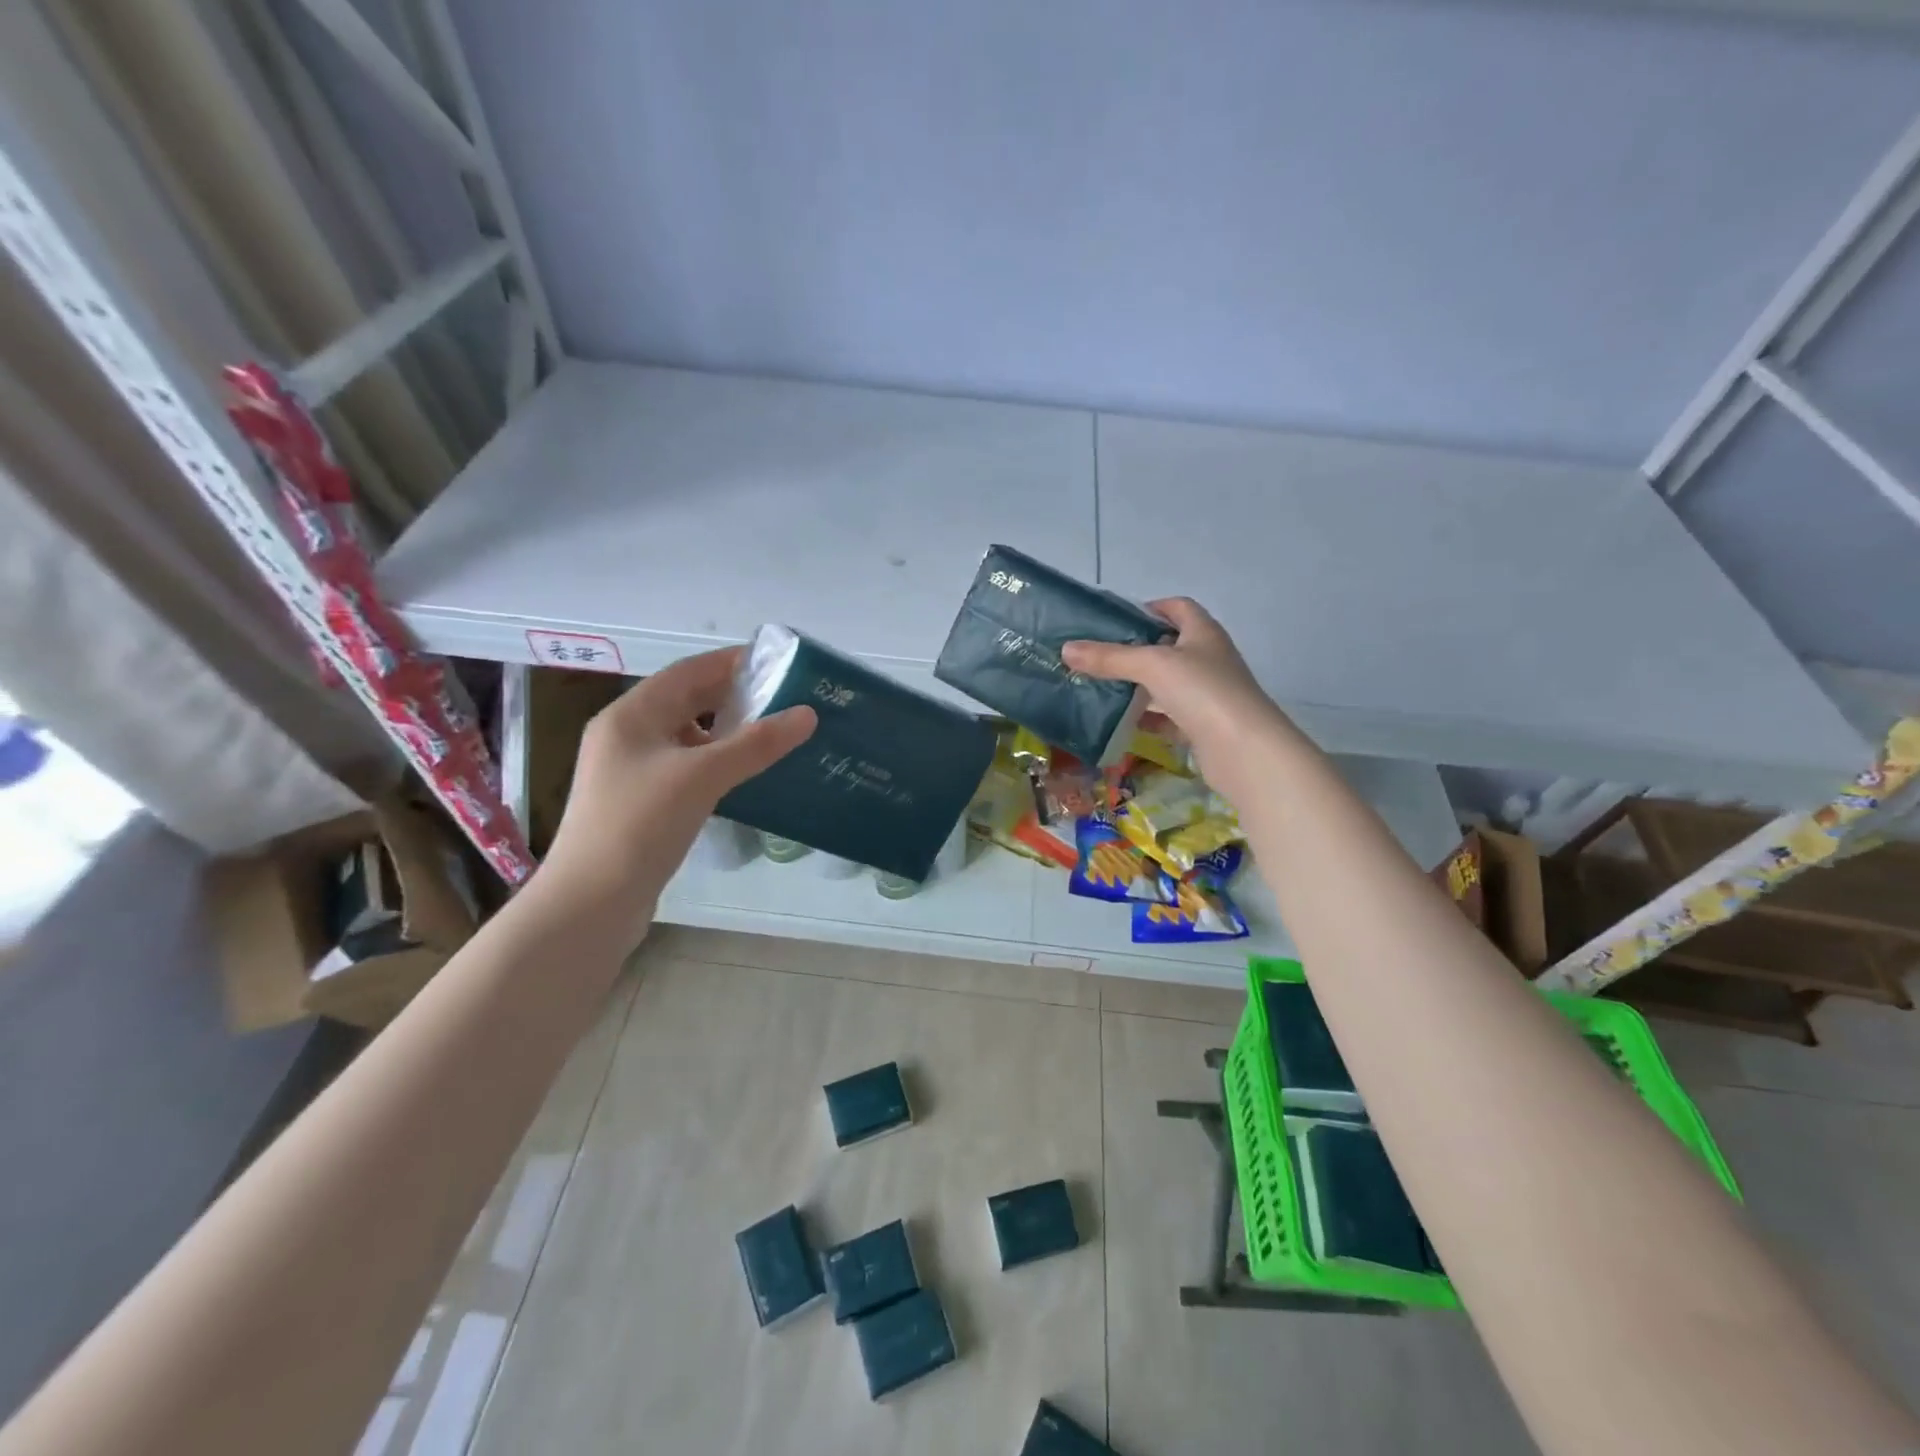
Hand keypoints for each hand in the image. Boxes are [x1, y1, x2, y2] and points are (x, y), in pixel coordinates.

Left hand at [539, 647, 815, 941]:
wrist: (591, 903)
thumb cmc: (640, 825)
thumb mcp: (702, 776)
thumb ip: (756, 744)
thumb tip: (808, 714)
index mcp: (631, 715)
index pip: (688, 671)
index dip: (731, 662)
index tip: (777, 663)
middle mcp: (627, 735)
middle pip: (687, 701)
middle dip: (733, 697)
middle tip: (784, 698)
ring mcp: (630, 770)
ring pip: (687, 736)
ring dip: (726, 731)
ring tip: (772, 734)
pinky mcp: (640, 802)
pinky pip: (685, 767)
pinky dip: (715, 762)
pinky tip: (743, 774)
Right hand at [1062, 598, 1287, 787]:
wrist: (1244, 750)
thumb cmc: (1202, 691)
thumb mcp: (1151, 666)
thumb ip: (1109, 657)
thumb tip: (1066, 649)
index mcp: (1203, 632)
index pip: (1177, 607)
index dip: (1149, 608)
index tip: (1116, 620)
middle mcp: (1208, 658)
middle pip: (1168, 646)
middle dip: (1135, 650)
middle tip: (1097, 656)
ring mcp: (1207, 694)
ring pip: (1166, 683)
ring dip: (1138, 685)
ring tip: (1100, 687)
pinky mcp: (1202, 725)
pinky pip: (1168, 715)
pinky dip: (1147, 717)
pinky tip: (1121, 721)